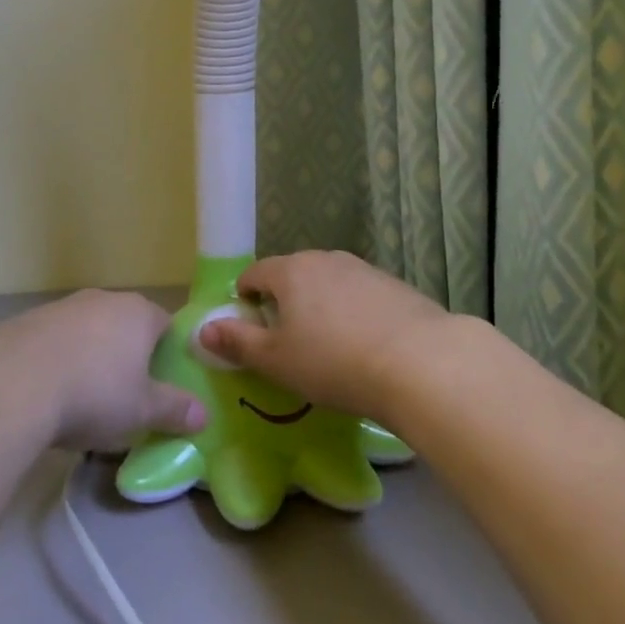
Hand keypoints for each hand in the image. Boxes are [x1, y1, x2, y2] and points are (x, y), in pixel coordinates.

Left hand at [0, 290, 204, 451]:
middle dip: (129, 355)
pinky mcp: (29, 320)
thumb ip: (175, 410)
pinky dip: (60, 359)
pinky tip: (50, 391)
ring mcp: (64, 306)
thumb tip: (205, 415)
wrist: (12, 384)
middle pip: (126, 326)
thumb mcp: (142, 411)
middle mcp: (104, 299)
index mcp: (139, 313)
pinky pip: (57, 340)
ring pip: (90, 331)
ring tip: (84, 397)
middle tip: (127, 394)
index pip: (167, 325)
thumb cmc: (93, 394)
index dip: (169, 354)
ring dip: (92, 357)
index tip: (164, 383)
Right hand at [198, 251, 451, 420]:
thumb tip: (202, 330)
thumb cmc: (334, 362)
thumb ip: (237, 343)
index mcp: (290, 271)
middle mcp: (326, 259)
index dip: (245, 299)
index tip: (251, 328)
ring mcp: (364, 269)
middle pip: (293, 275)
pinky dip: (354, 314)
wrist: (421, 363)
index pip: (255, 273)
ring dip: (321, 307)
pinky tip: (366, 346)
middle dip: (284, 302)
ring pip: (329, 284)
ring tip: (329, 347)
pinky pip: (361, 296)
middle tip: (288, 342)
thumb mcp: (276, 361)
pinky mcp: (396, 286)